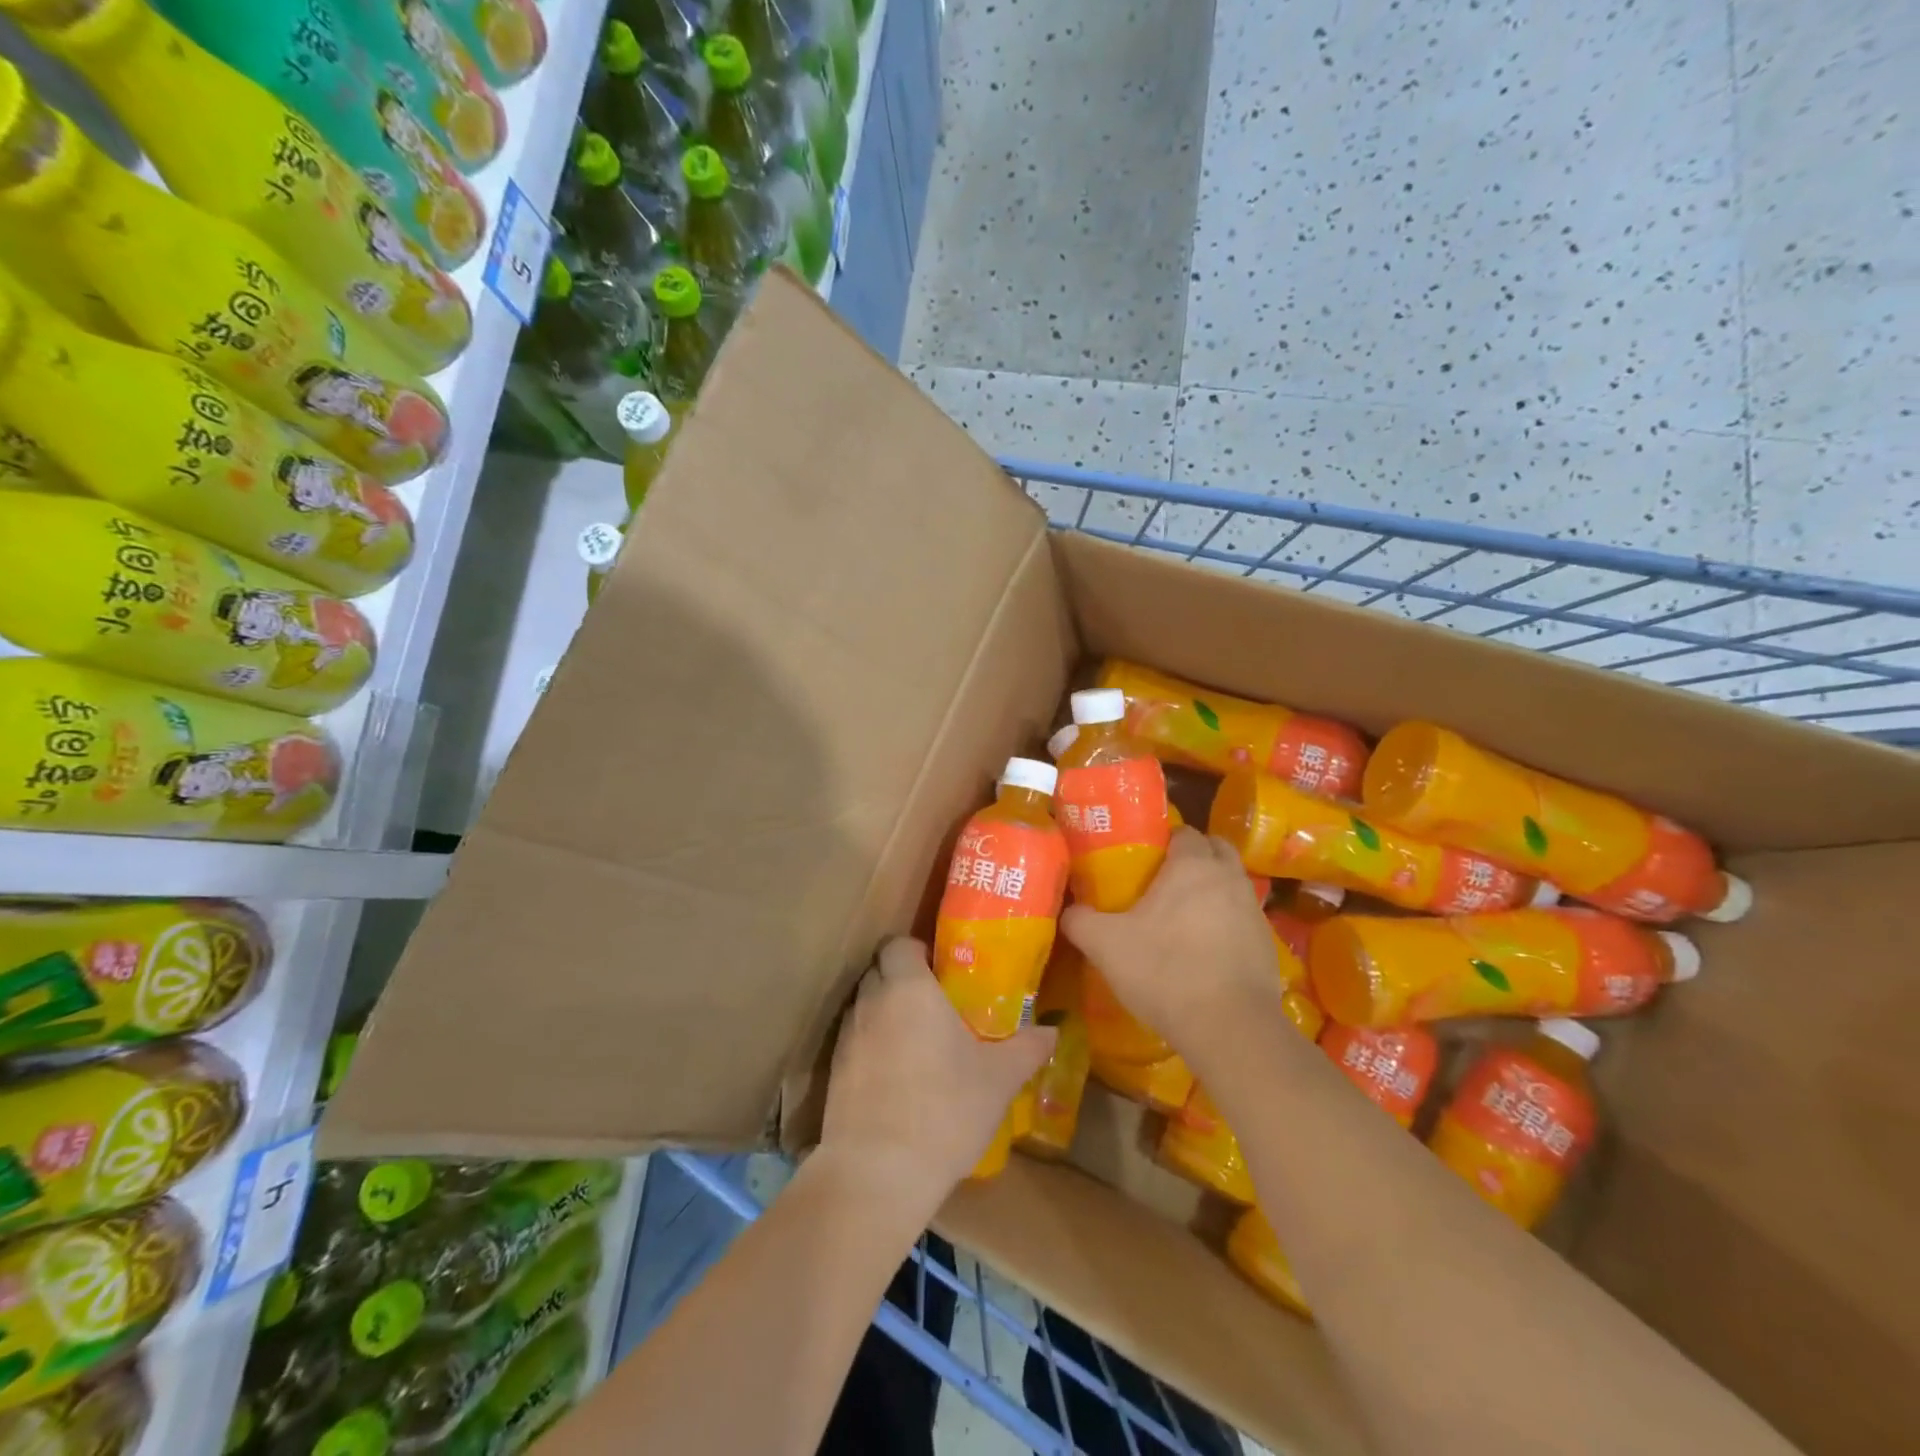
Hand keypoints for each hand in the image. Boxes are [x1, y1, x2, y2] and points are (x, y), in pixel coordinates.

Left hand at [821, 937, 1056, 1210]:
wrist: (877, 1173)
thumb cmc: (945, 1111)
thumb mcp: (998, 1080)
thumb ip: (1027, 1048)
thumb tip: (1053, 1030)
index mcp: (909, 988)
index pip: (899, 943)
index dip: (918, 951)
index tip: (942, 972)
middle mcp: (872, 1001)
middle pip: (880, 970)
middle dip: (904, 979)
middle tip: (936, 1004)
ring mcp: (847, 1036)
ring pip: (866, 1005)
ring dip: (886, 1012)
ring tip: (917, 1042)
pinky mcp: (833, 1070)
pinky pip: (855, 1040)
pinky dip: (873, 1046)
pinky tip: (896, 1077)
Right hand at [1060, 828, 1280, 1063]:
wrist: (1230, 1028)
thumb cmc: (1165, 970)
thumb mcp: (1105, 945)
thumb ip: (1080, 921)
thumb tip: (1069, 912)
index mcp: (1193, 865)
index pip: (1183, 832)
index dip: (1163, 840)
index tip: (1143, 858)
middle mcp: (1229, 878)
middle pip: (1216, 849)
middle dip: (1195, 856)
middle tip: (1164, 880)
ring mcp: (1254, 911)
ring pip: (1232, 885)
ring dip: (1212, 891)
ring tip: (1182, 917)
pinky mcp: (1268, 945)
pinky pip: (1242, 920)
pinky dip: (1226, 925)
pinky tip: (1204, 951)